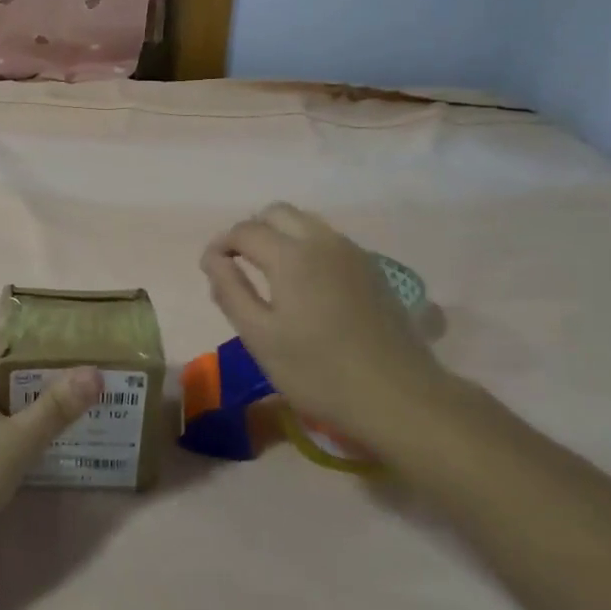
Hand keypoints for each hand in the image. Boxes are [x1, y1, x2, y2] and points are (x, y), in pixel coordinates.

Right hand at [201, 203, 477, 458]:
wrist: (399, 396)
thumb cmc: (318, 372)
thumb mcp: (260, 338)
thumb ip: (231, 291)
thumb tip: (213, 259)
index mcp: (290, 255)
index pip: (245, 230)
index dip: (221, 244)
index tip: (211, 268)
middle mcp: (322, 241)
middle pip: (277, 213)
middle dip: (252, 231)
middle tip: (239, 266)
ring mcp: (352, 252)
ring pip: (306, 222)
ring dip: (281, 236)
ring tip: (271, 275)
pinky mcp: (373, 269)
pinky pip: (329, 241)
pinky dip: (307, 247)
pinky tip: (307, 286)